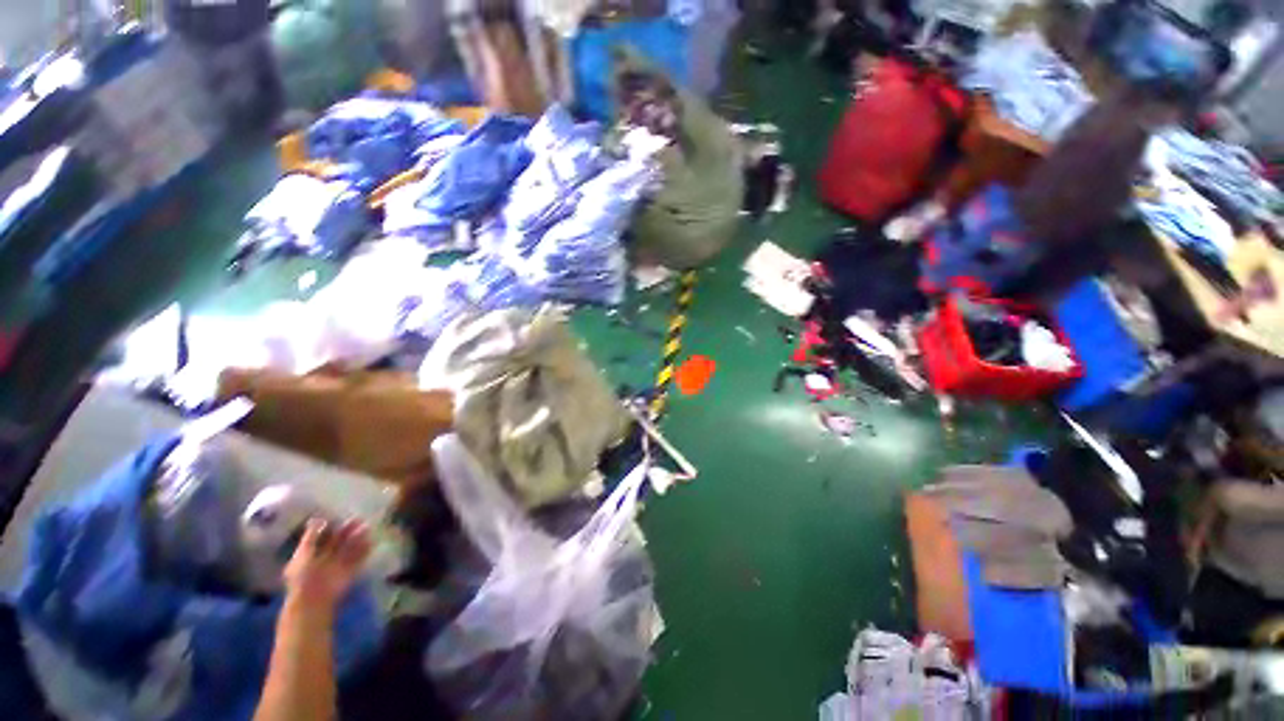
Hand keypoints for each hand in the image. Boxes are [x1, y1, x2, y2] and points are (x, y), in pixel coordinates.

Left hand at [283, 519, 371, 611]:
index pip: (324, 537)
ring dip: (359, 538)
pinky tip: (372, 541)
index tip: (342, 516)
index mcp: (312, 553)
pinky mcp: (350, 571)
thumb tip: (317, 519)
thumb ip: (310, 537)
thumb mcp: (302, 554)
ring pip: (350, 548)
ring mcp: (339, 565)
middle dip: (349, 531)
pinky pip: (360, 559)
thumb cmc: (303, 577)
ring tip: (368, 528)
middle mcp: (326, 558)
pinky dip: (366, 550)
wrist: (313, 600)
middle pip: (339, 541)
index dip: (333, 527)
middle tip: (360, 519)